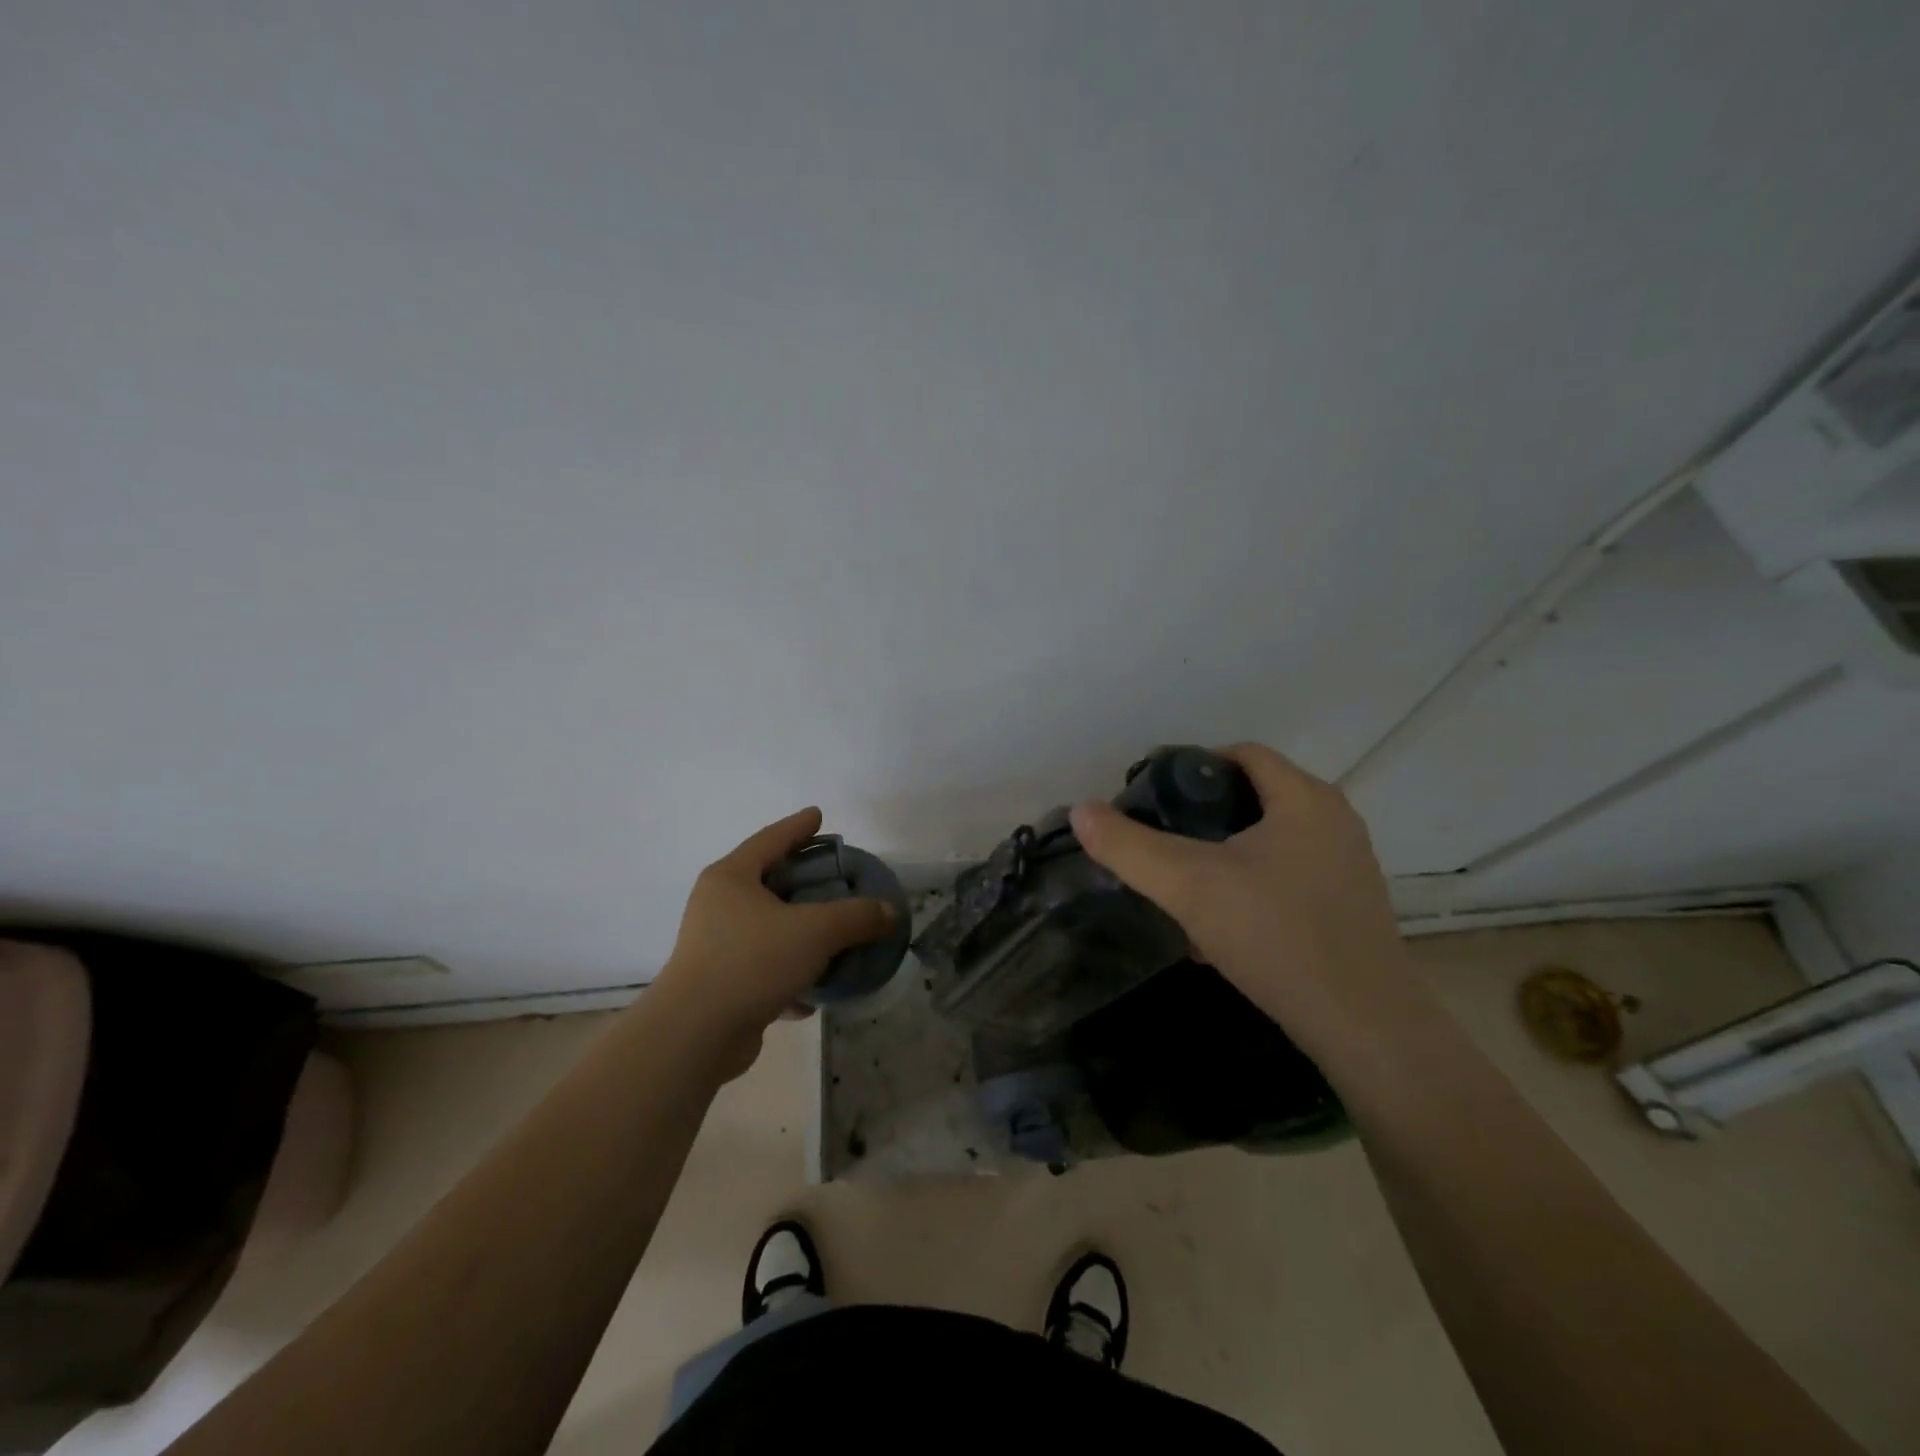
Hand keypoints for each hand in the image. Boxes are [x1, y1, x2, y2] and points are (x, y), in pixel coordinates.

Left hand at [651, 808, 896, 1056]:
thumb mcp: (815, 931)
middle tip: (835, 876)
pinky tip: (814, 994)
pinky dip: (790, 975)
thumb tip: (889, 912)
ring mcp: (716, 946)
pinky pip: (764, 968)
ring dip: (800, 933)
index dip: (798, 826)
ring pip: (768, 929)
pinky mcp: (721, 984)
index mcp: (732, 878)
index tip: (819, 815)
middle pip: (769, 882)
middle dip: (803, 881)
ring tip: (834, 934)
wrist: (695, 1035)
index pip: (771, 839)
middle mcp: (719, 906)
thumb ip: (856, 916)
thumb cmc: (752, 962)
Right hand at [1068, 743, 1412, 1054]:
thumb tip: (1081, 811)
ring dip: (1225, 854)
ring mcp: (1347, 866)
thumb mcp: (1189, 886)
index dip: (1192, 766)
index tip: (1154, 797)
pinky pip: (1287, 876)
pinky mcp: (1348, 906)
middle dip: (1203, 815)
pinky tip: (1221, 925)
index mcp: (1305, 798)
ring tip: (1184, 883)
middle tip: (1162, 839)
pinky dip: (1251, 885)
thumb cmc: (1276, 935)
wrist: (1364, 1027)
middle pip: (1255, 796)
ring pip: (1269, 841)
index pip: (1242, 754)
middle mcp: (1334, 821)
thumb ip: (1130, 847)